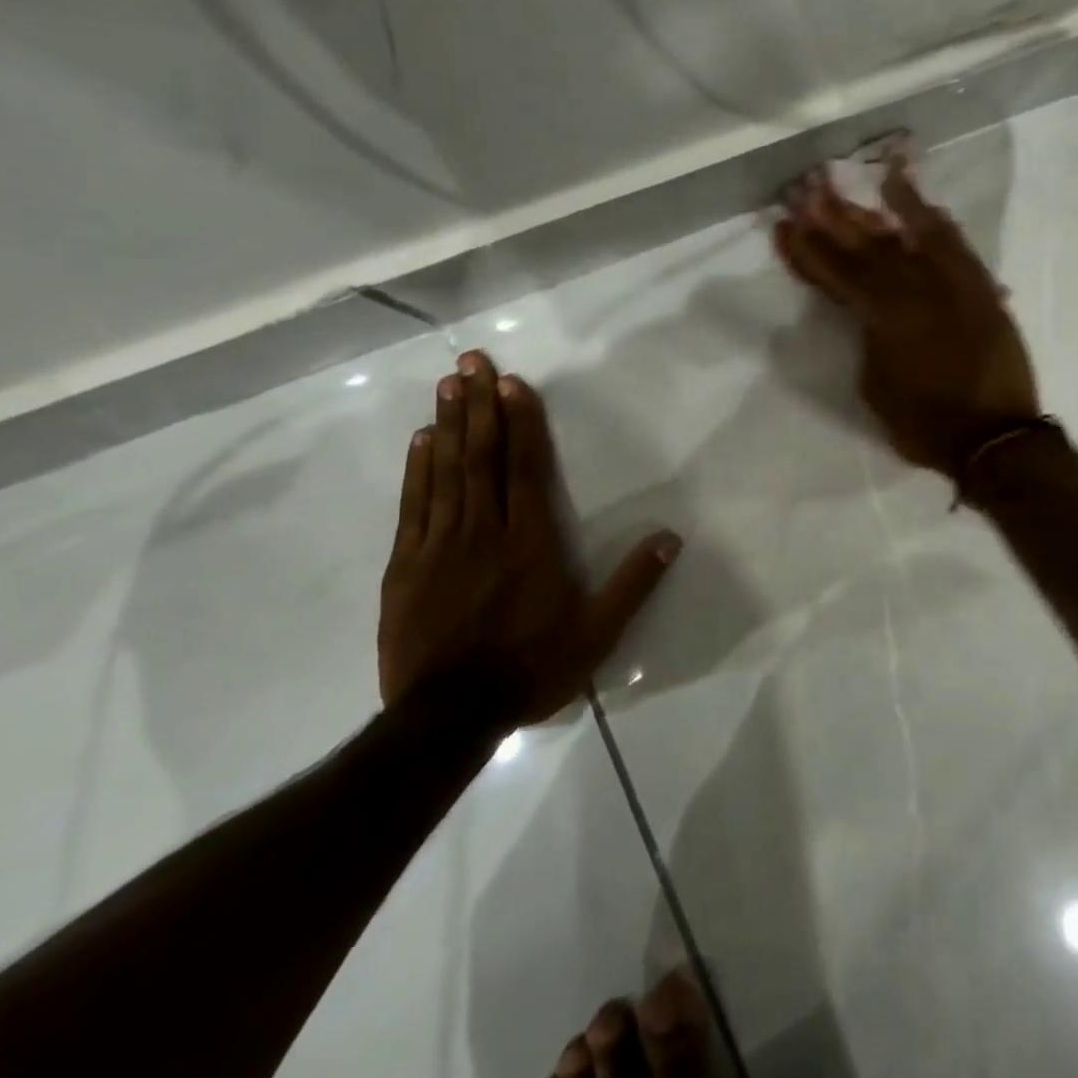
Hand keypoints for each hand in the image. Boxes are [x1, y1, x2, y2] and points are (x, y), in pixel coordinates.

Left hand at [377, 350, 680, 723]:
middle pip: (481, 459)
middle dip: (480, 406)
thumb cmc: (532, 669)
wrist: (448, 717)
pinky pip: (413, 507)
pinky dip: (417, 470)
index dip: (522, 423)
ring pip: (445, 473)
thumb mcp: (598, 634)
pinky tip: (421, 440)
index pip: (526, 470)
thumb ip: (633, 583)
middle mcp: (483, 533)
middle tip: (472, 360)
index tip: (514, 383)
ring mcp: (439, 547)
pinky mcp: (406, 567)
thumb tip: (671, 538)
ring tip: (448, 384)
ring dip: (449, 425)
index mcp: (530, 544)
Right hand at [772, 142, 1039, 475]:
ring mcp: (952, 284)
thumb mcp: (876, 387)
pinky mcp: (980, 289)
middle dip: (835, 217)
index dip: (809, 250)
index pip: (838, 273)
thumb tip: (871, 312)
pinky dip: (937, 223)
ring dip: (885, 207)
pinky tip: (924, 204)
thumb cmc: (925, 424)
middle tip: (809, 189)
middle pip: (869, 245)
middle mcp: (917, 289)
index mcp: (883, 316)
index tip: (786, 224)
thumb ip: (869, 340)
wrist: (995, 437)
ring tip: (865, 178)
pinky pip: (956, 246)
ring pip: (911, 235)